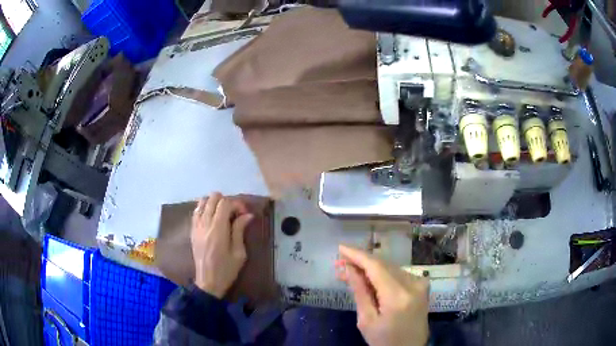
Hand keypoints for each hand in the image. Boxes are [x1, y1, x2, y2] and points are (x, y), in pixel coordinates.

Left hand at [191, 192, 253, 297]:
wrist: (208, 282)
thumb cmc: (227, 270)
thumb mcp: (239, 253)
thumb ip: (240, 230)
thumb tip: (248, 214)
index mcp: (218, 229)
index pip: (225, 203)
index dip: (237, 204)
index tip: (245, 214)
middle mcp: (205, 224)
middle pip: (213, 198)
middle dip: (226, 201)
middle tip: (235, 213)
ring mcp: (196, 226)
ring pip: (202, 201)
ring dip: (214, 203)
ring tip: (223, 215)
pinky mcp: (192, 230)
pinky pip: (196, 211)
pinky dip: (205, 209)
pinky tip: (212, 219)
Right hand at [336, 245, 429, 345]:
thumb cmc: (384, 341)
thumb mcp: (367, 320)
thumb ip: (360, 292)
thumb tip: (349, 268)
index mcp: (398, 296)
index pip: (376, 267)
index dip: (357, 255)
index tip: (340, 248)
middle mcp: (413, 284)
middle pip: (383, 264)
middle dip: (361, 262)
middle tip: (339, 264)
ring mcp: (420, 283)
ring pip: (390, 267)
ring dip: (370, 268)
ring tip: (349, 272)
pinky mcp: (421, 285)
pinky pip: (398, 273)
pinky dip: (382, 274)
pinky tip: (368, 278)